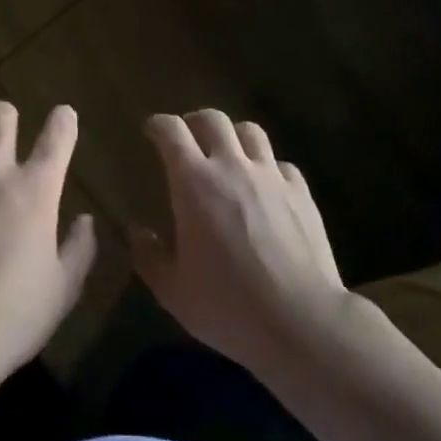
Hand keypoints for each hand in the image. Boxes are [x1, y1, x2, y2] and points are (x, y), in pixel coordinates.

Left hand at [0, 101, 97, 386]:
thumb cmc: (10, 319)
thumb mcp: (62, 292)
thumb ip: (79, 249)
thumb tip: (85, 220)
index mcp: (35, 190)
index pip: (59, 133)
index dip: (64, 120)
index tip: (64, 119)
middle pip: (0, 115)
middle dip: (5, 119)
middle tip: (2, 137)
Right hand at [132, 111, 349, 374]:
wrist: (303, 322)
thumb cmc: (229, 306)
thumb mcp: (173, 292)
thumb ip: (149, 257)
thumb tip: (137, 232)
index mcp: (194, 182)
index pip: (171, 131)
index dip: (158, 125)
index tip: (151, 132)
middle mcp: (232, 166)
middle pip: (212, 118)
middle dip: (195, 122)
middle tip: (189, 140)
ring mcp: (270, 175)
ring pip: (250, 131)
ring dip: (234, 136)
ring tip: (229, 155)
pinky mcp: (301, 192)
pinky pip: (281, 164)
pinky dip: (268, 168)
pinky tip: (266, 188)